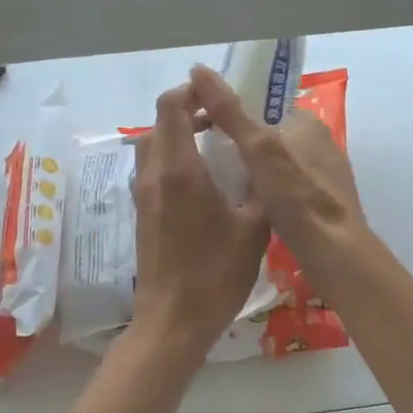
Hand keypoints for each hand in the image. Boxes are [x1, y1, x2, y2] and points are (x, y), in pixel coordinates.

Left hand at [128, 83, 270, 353]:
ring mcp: (144, 195)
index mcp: (180, 170)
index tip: (216, 95)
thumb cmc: (216, 273)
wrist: (174, 320)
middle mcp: (155, 175)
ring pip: (152, 147)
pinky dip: (172, 159)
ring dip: (177, 136)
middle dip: (187, 112)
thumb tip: (270, 164)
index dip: (192, 92)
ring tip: (212, 146)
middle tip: (220, 120)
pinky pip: (153, 169)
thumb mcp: (254, 229)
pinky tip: (201, 179)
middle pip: (159, 123)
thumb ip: (262, 189)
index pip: (172, 107)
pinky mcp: (142, 213)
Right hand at [189, 65, 363, 259]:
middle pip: (269, 137)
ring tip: (224, 188)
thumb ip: (229, 111)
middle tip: (209, 164)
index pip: (263, 107)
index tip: (204, 131)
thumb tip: (199, 68)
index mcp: (308, 121)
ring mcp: (325, 175)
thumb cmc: (296, 194)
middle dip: (241, 148)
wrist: (334, 251)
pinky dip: (269, 195)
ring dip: (254, 174)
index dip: (233, 116)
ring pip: (278, 166)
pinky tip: (251, 210)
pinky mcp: (325, 203)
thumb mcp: (257, 148)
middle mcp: (321, 143)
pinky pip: (288, 190)